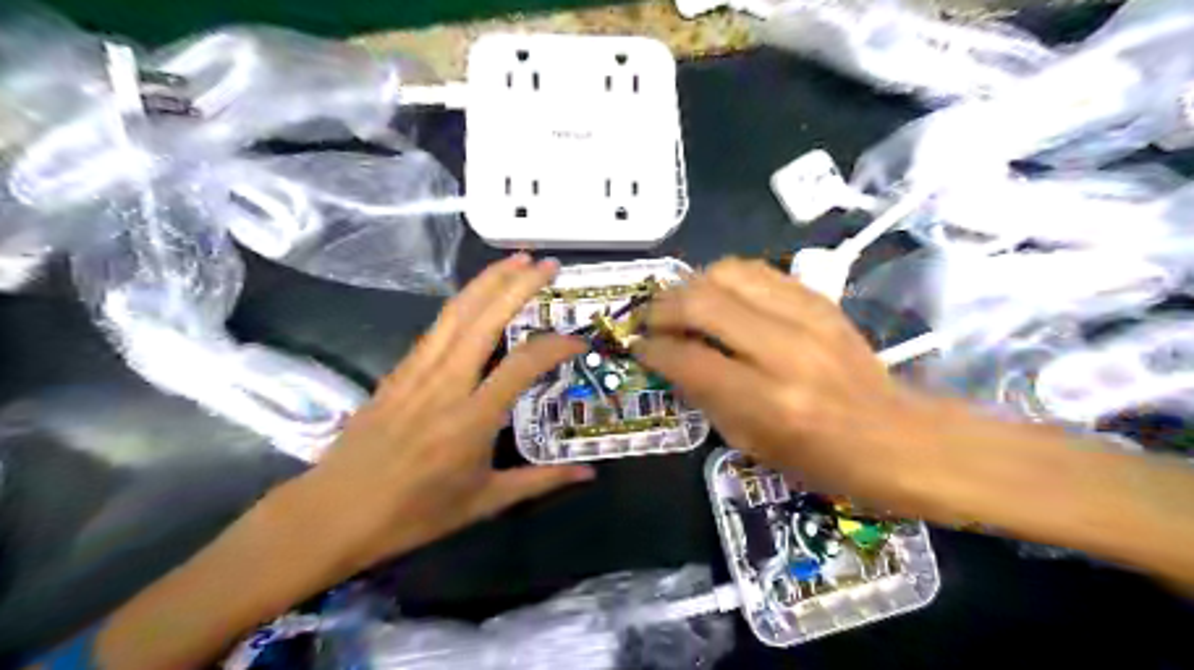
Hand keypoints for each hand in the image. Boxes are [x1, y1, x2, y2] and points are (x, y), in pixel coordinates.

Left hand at [281, 253, 596, 578]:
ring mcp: (417, 372)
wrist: (334, 513)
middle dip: (519, 284)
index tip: (578, 341)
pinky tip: (475, 295)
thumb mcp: (486, 502)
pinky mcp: (398, 371)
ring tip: (515, 260)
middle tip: (547, 263)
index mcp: (472, 418)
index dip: (556, 345)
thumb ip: (542, 481)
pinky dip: (462, 303)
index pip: (523, 364)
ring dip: (488, 281)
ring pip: (456, 312)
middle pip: (485, 319)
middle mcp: (446, 384)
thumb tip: (589, 475)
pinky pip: (436, 327)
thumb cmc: (414, 514)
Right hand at [635, 257, 951, 511]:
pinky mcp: (821, 301)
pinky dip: (727, 279)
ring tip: (682, 304)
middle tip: (650, 320)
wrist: (899, 437)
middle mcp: (785, 349)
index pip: (689, 358)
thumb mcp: (753, 446)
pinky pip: (759, 271)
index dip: (653, 350)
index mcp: (768, 400)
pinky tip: (720, 297)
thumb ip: (707, 398)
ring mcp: (807, 317)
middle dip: (663, 307)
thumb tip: (672, 361)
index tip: (639, 348)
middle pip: (702, 301)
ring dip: (692, 285)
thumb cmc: (824, 460)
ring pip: (728, 272)